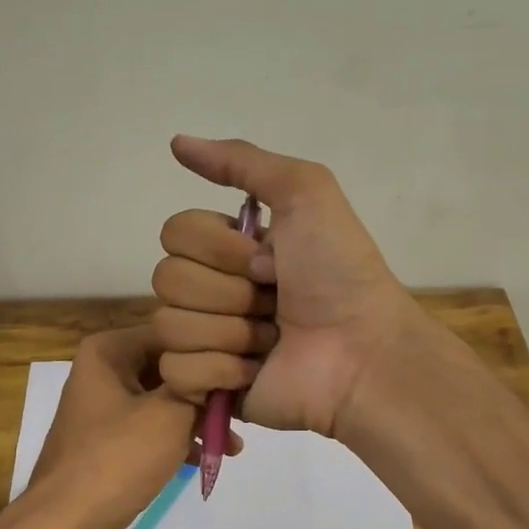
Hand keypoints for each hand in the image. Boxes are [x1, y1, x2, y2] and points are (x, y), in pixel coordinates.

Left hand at [22, 324, 239, 528]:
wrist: (65, 526)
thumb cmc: (117, 459)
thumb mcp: (170, 414)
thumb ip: (203, 383)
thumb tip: (231, 365)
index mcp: (108, 352)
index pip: (173, 333)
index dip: (212, 349)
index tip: (247, 368)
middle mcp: (103, 372)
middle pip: (169, 368)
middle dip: (208, 391)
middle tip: (245, 409)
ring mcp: (104, 410)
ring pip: (164, 402)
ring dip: (199, 420)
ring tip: (233, 444)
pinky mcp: (108, 444)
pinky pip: (152, 430)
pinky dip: (179, 440)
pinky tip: (208, 458)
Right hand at [151, 136, 420, 437]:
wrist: (361, 350)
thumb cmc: (338, 271)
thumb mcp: (304, 193)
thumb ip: (242, 162)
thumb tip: (176, 142)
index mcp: (228, 249)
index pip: (175, 234)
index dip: (219, 247)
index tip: (270, 259)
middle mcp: (211, 290)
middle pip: (167, 279)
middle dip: (229, 292)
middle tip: (274, 301)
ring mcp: (206, 340)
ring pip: (169, 326)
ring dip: (231, 331)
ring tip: (272, 339)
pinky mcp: (206, 386)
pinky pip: (177, 371)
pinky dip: (221, 369)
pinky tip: (257, 370)